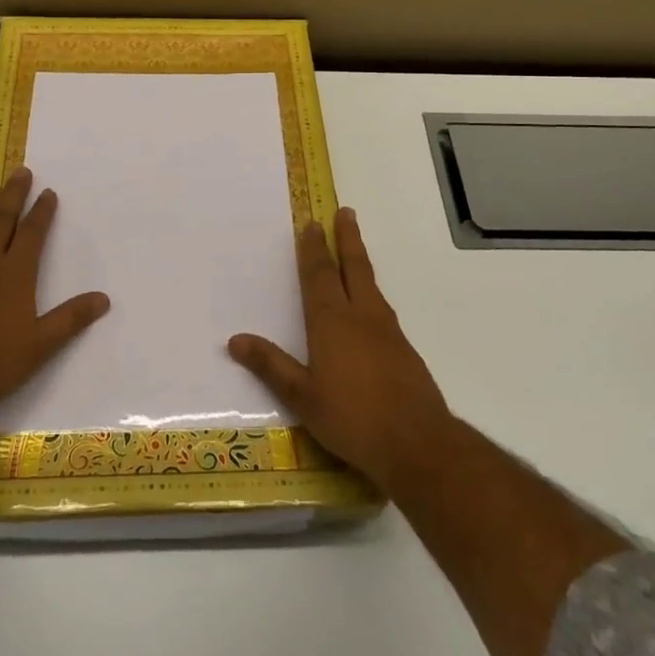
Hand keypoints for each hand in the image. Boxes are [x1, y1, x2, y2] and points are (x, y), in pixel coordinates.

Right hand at [228, 207, 454, 495]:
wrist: (418, 443)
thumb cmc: (353, 419)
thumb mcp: (303, 397)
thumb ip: (271, 366)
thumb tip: (235, 340)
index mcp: (332, 322)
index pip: (320, 275)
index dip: (315, 248)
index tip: (313, 223)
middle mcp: (361, 316)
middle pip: (353, 267)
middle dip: (347, 238)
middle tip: (346, 212)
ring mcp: (388, 331)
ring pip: (370, 284)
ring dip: (360, 261)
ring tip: (355, 250)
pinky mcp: (404, 349)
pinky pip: (382, 307)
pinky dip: (371, 291)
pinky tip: (370, 306)